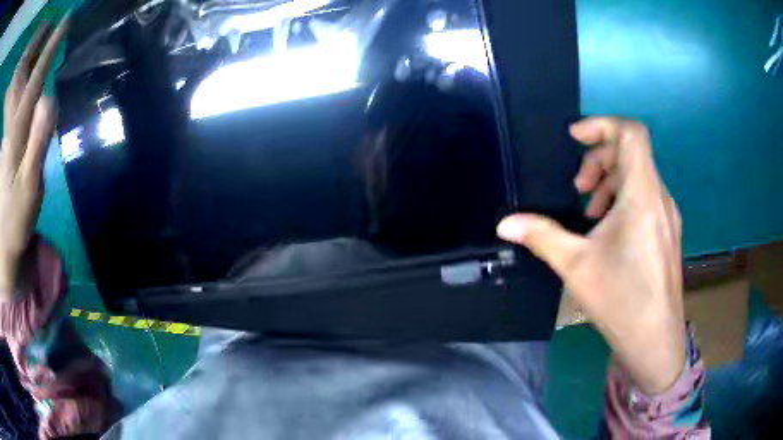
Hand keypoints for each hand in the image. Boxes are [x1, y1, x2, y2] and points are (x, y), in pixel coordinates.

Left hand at [0, 20, 68, 297]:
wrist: (1, 239)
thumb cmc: (16, 217)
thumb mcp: (30, 190)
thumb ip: (38, 144)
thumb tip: (49, 99)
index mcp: (17, 128)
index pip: (36, 76)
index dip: (51, 47)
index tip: (66, 21)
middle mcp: (11, 118)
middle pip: (25, 70)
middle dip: (38, 42)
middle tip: (49, 27)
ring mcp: (8, 125)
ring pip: (20, 82)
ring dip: (30, 58)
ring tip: (41, 40)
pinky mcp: (5, 134)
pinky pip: (14, 99)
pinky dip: (21, 80)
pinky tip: (25, 73)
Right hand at [497, 117, 684, 394]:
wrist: (655, 340)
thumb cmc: (621, 300)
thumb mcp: (576, 265)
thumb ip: (541, 236)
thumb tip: (505, 224)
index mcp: (642, 195)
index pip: (631, 133)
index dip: (602, 124)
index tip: (575, 139)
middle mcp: (660, 197)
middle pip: (632, 153)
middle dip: (599, 159)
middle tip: (578, 189)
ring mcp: (667, 215)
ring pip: (640, 176)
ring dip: (611, 181)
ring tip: (591, 212)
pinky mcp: (668, 232)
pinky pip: (647, 197)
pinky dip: (624, 199)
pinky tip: (609, 231)